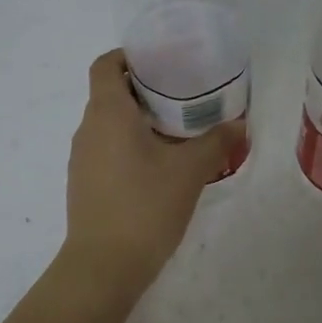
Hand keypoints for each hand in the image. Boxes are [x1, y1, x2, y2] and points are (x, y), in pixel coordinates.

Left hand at [63, 49, 242, 296]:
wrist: (104, 265)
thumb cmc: (146, 206)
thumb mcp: (190, 171)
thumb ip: (216, 142)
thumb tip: (239, 124)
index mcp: (108, 113)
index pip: (106, 65)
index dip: (130, 56)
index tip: (162, 62)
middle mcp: (88, 129)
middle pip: (111, 94)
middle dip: (146, 91)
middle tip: (185, 97)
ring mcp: (82, 159)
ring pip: (110, 125)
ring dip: (140, 122)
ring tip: (179, 133)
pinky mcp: (85, 184)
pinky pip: (107, 151)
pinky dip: (131, 147)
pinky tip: (161, 168)